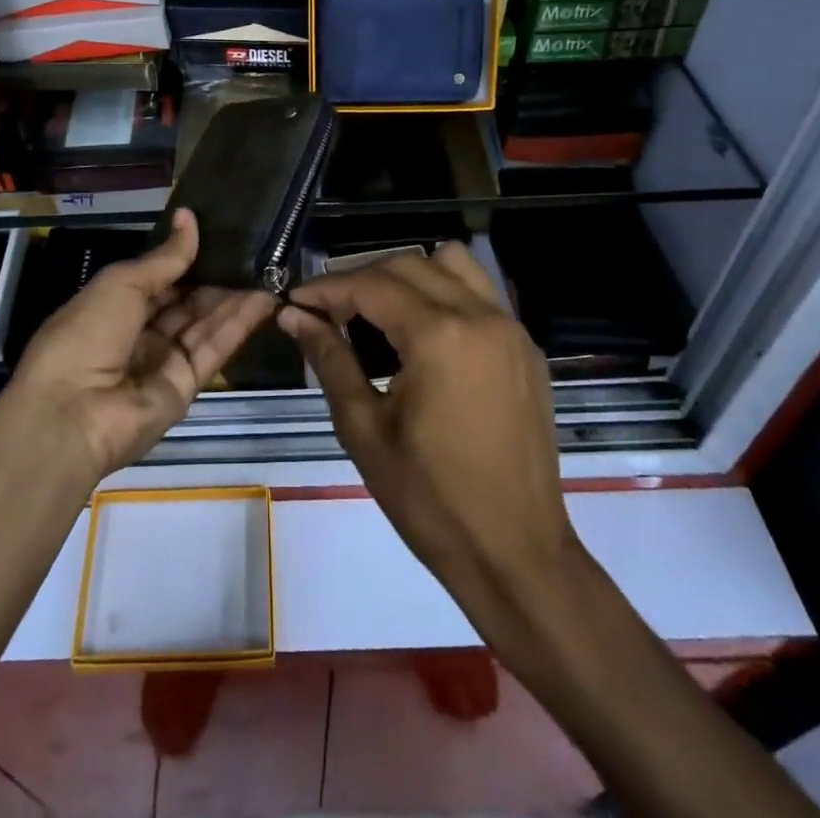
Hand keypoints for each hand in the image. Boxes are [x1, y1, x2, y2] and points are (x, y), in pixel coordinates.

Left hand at [9, 210, 278, 482]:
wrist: (71, 415)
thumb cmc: (85, 335)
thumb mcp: (121, 284)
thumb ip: (164, 258)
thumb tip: (189, 218)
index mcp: (114, 306)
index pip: (159, 277)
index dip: (187, 257)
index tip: (220, 232)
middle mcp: (140, 332)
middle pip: (186, 301)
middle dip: (215, 277)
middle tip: (254, 249)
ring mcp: (164, 361)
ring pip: (205, 323)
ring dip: (234, 298)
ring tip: (269, 269)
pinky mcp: (187, 386)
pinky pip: (214, 349)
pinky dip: (239, 324)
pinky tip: (264, 299)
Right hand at [279, 245, 578, 625]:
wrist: (516, 555)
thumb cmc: (430, 501)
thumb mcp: (365, 430)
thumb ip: (329, 360)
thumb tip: (293, 316)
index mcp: (439, 336)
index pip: (371, 286)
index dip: (326, 289)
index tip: (295, 303)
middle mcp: (480, 316)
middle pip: (409, 265)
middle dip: (362, 279)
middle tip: (329, 313)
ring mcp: (511, 329)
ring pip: (452, 265)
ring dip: (409, 275)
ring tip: (379, 313)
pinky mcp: (526, 348)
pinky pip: (481, 294)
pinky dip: (445, 293)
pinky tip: (423, 336)